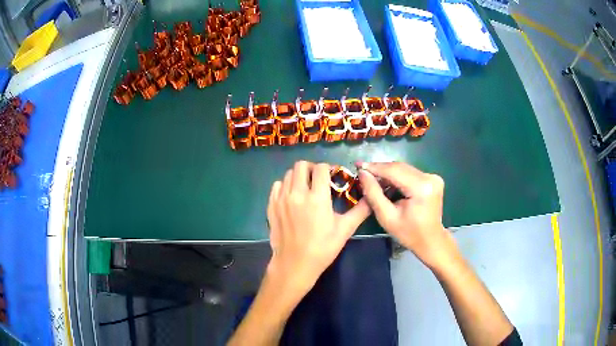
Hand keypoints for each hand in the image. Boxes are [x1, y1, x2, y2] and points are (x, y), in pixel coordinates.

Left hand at [266, 161, 370, 293]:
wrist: (295, 264)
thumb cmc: (322, 248)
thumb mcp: (345, 230)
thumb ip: (360, 211)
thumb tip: (371, 198)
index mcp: (317, 197)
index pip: (321, 168)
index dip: (329, 169)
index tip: (332, 177)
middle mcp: (297, 193)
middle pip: (302, 165)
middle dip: (312, 169)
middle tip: (318, 180)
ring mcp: (281, 199)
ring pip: (289, 174)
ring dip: (299, 177)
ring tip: (305, 189)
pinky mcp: (271, 205)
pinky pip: (277, 186)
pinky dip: (285, 186)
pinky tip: (292, 197)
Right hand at [357, 162, 457, 268]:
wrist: (431, 240)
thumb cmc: (408, 233)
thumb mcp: (387, 217)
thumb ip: (373, 194)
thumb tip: (362, 173)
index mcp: (421, 188)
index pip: (394, 171)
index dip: (374, 167)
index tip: (358, 165)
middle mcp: (429, 178)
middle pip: (399, 167)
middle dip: (380, 169)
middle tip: (362, 172)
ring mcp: (433, 177)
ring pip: (404, 169)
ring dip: (388, 172)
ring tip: (372, 178)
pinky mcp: (433, 179)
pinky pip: (410, 173)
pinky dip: (397, 176)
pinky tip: (387, 183)